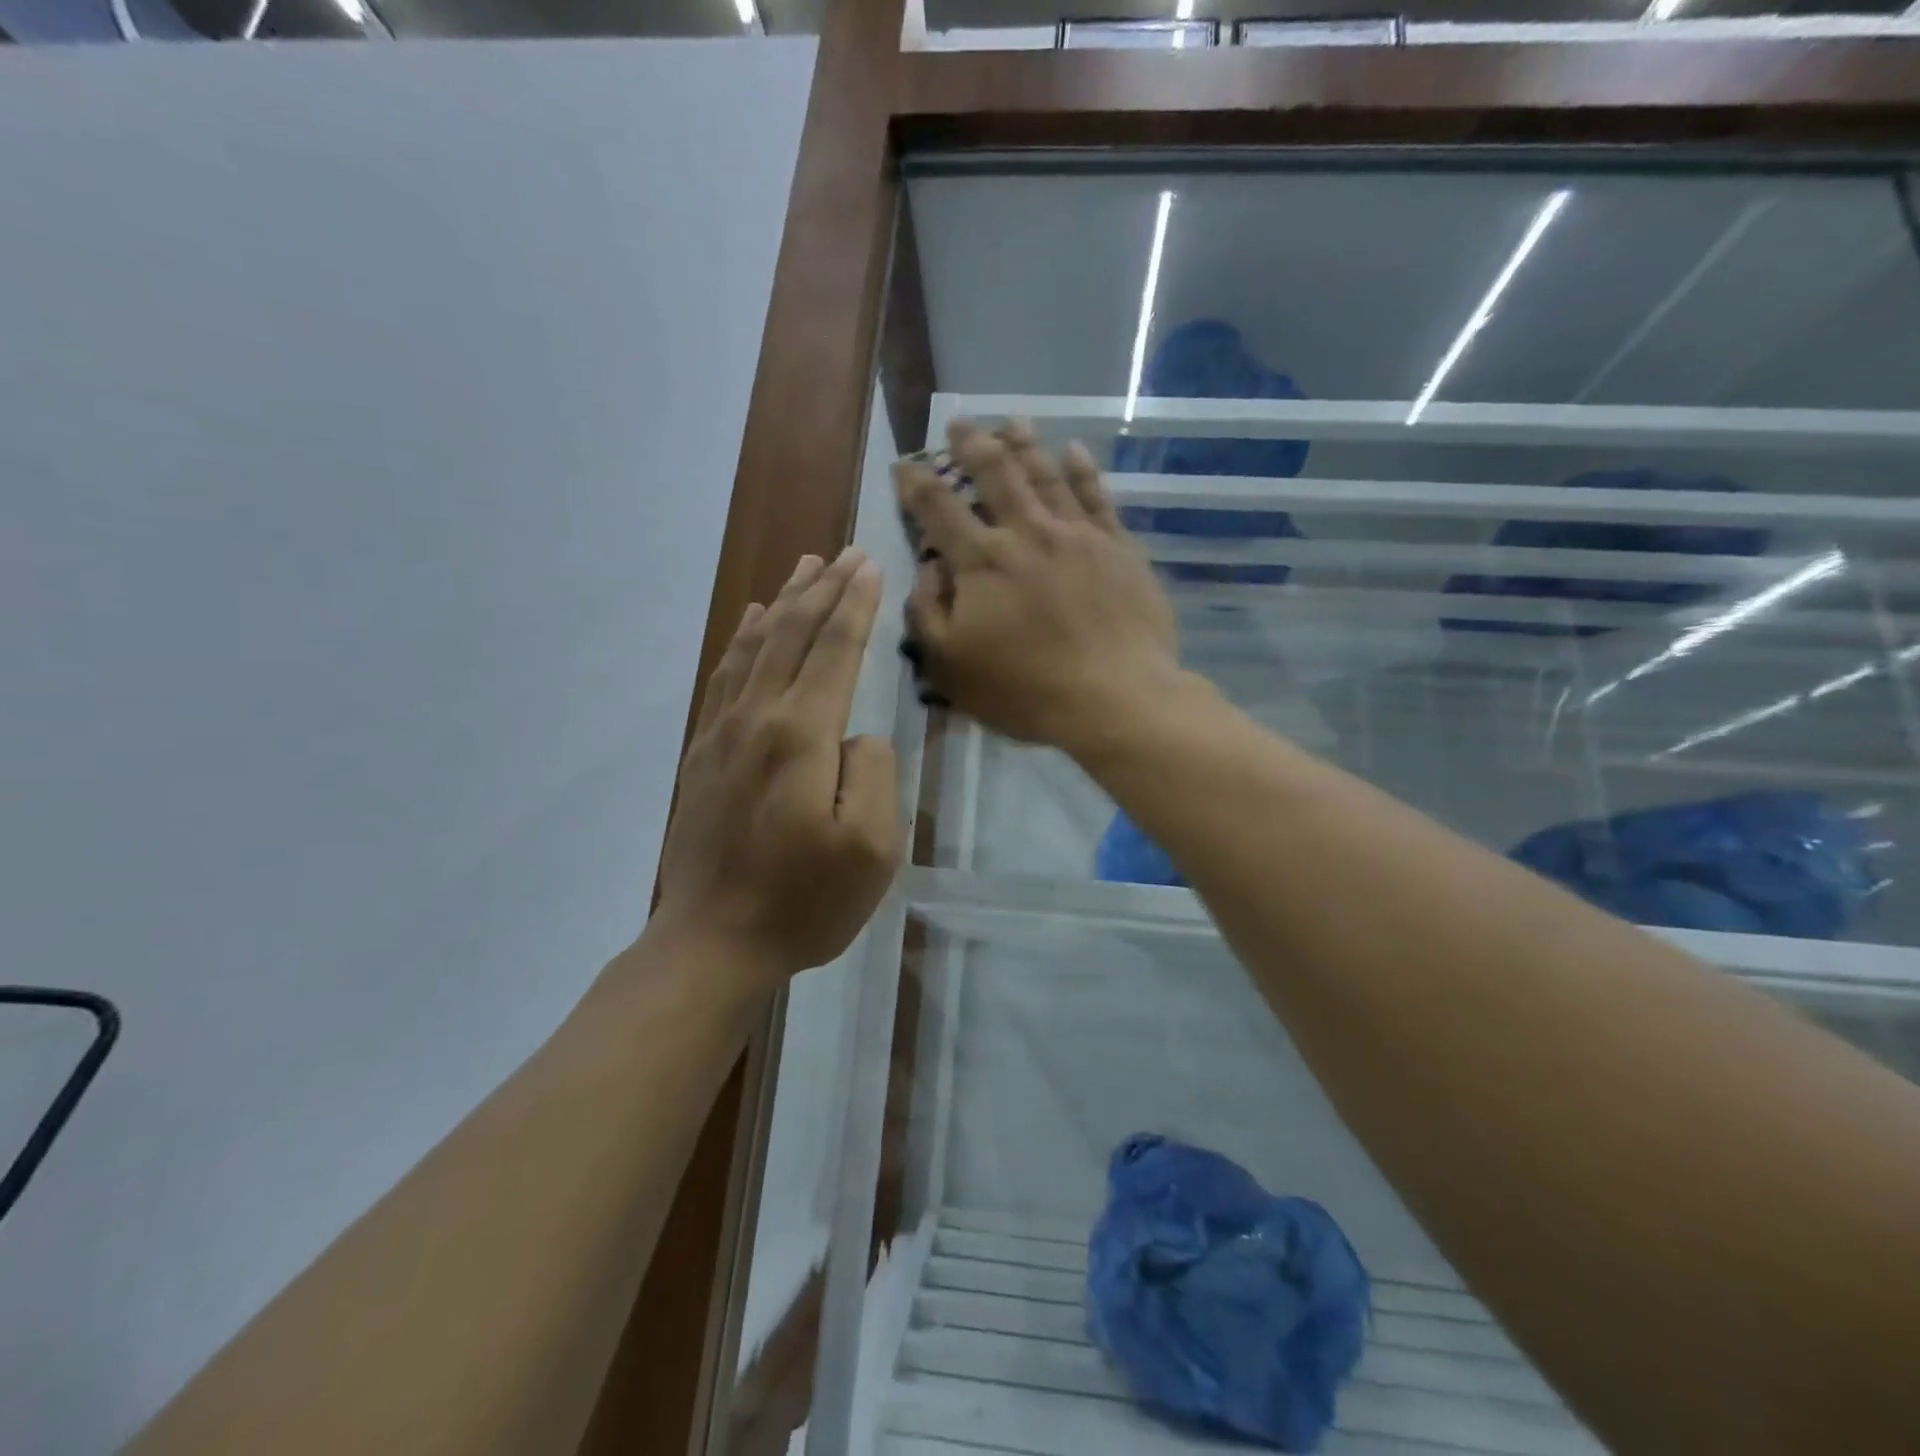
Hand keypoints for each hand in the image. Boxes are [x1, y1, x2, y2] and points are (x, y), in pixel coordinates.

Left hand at [651, 548, 901, 985]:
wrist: (712, 942)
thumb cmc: (803, 901)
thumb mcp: (872, 847)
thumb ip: (873, 772)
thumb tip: (856, 735)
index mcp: (801, 736)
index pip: (835, 651)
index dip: (856, 605)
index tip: (871, 564)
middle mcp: (757, 719)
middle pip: (793, 635)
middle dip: (823, 589)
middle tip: (846, 552)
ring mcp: (722, 734)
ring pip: (755, 647)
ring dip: (783, 603)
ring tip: (803, 568)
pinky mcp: (702, 753)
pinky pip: (724, 677)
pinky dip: (742, 640)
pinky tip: (751, 623)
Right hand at [894, 419, 1180, 752]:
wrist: (1115, 698)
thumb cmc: (1025, 690)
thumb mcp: (951, 666)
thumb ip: (927, 613)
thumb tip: (928, 568)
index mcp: (982, 561)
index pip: (939, 509)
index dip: (917, 483)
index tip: (905, 464)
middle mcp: (1027, 533)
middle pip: (996, 474)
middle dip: (972, 444)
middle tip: (960, 422)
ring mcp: (1078, 535)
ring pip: (1046, 475)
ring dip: (1025, 445)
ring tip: (1011, 422)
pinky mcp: (1118, 547)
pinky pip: (1097, 496)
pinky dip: (1083, 470)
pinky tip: (1074, 450)